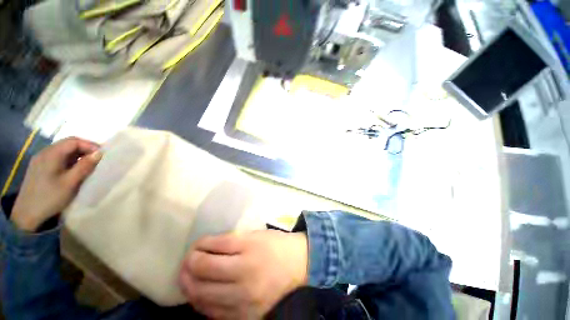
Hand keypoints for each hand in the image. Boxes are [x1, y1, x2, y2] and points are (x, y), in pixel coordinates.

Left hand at [10, 137, 101, 231]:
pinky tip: (74, 170)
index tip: (102, 155)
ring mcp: (41, 160)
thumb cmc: (50, 197)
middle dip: (85, 149)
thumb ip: (84, 166)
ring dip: (78, 155)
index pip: (74, 141)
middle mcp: (45, 152)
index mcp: (51, 154)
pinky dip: (70, 160)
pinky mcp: (40, 167)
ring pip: (63, 151)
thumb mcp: (70, 183)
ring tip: (88, 165)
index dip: (90, 145)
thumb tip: (99, 153)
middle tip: (98, 160)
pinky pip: (58, 158)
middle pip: (68, 144)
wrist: (27, 214)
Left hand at [179, 230, 308, 318]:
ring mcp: (244, 299)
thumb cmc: (275, 245)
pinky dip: (200, 302)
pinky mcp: (245, 316)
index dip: (201, 244)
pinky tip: (198, 294)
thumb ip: (231, 241)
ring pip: (203, 295)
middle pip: (205, 270)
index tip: (197, 244)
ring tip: (185, 277)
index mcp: (251, 248)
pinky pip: (213, 313)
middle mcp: (246, 273)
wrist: (296, 266)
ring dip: (188, 284)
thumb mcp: (255, 236)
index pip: (217, 245)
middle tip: (186, 260)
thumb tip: (206, 248)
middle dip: (189, 263)